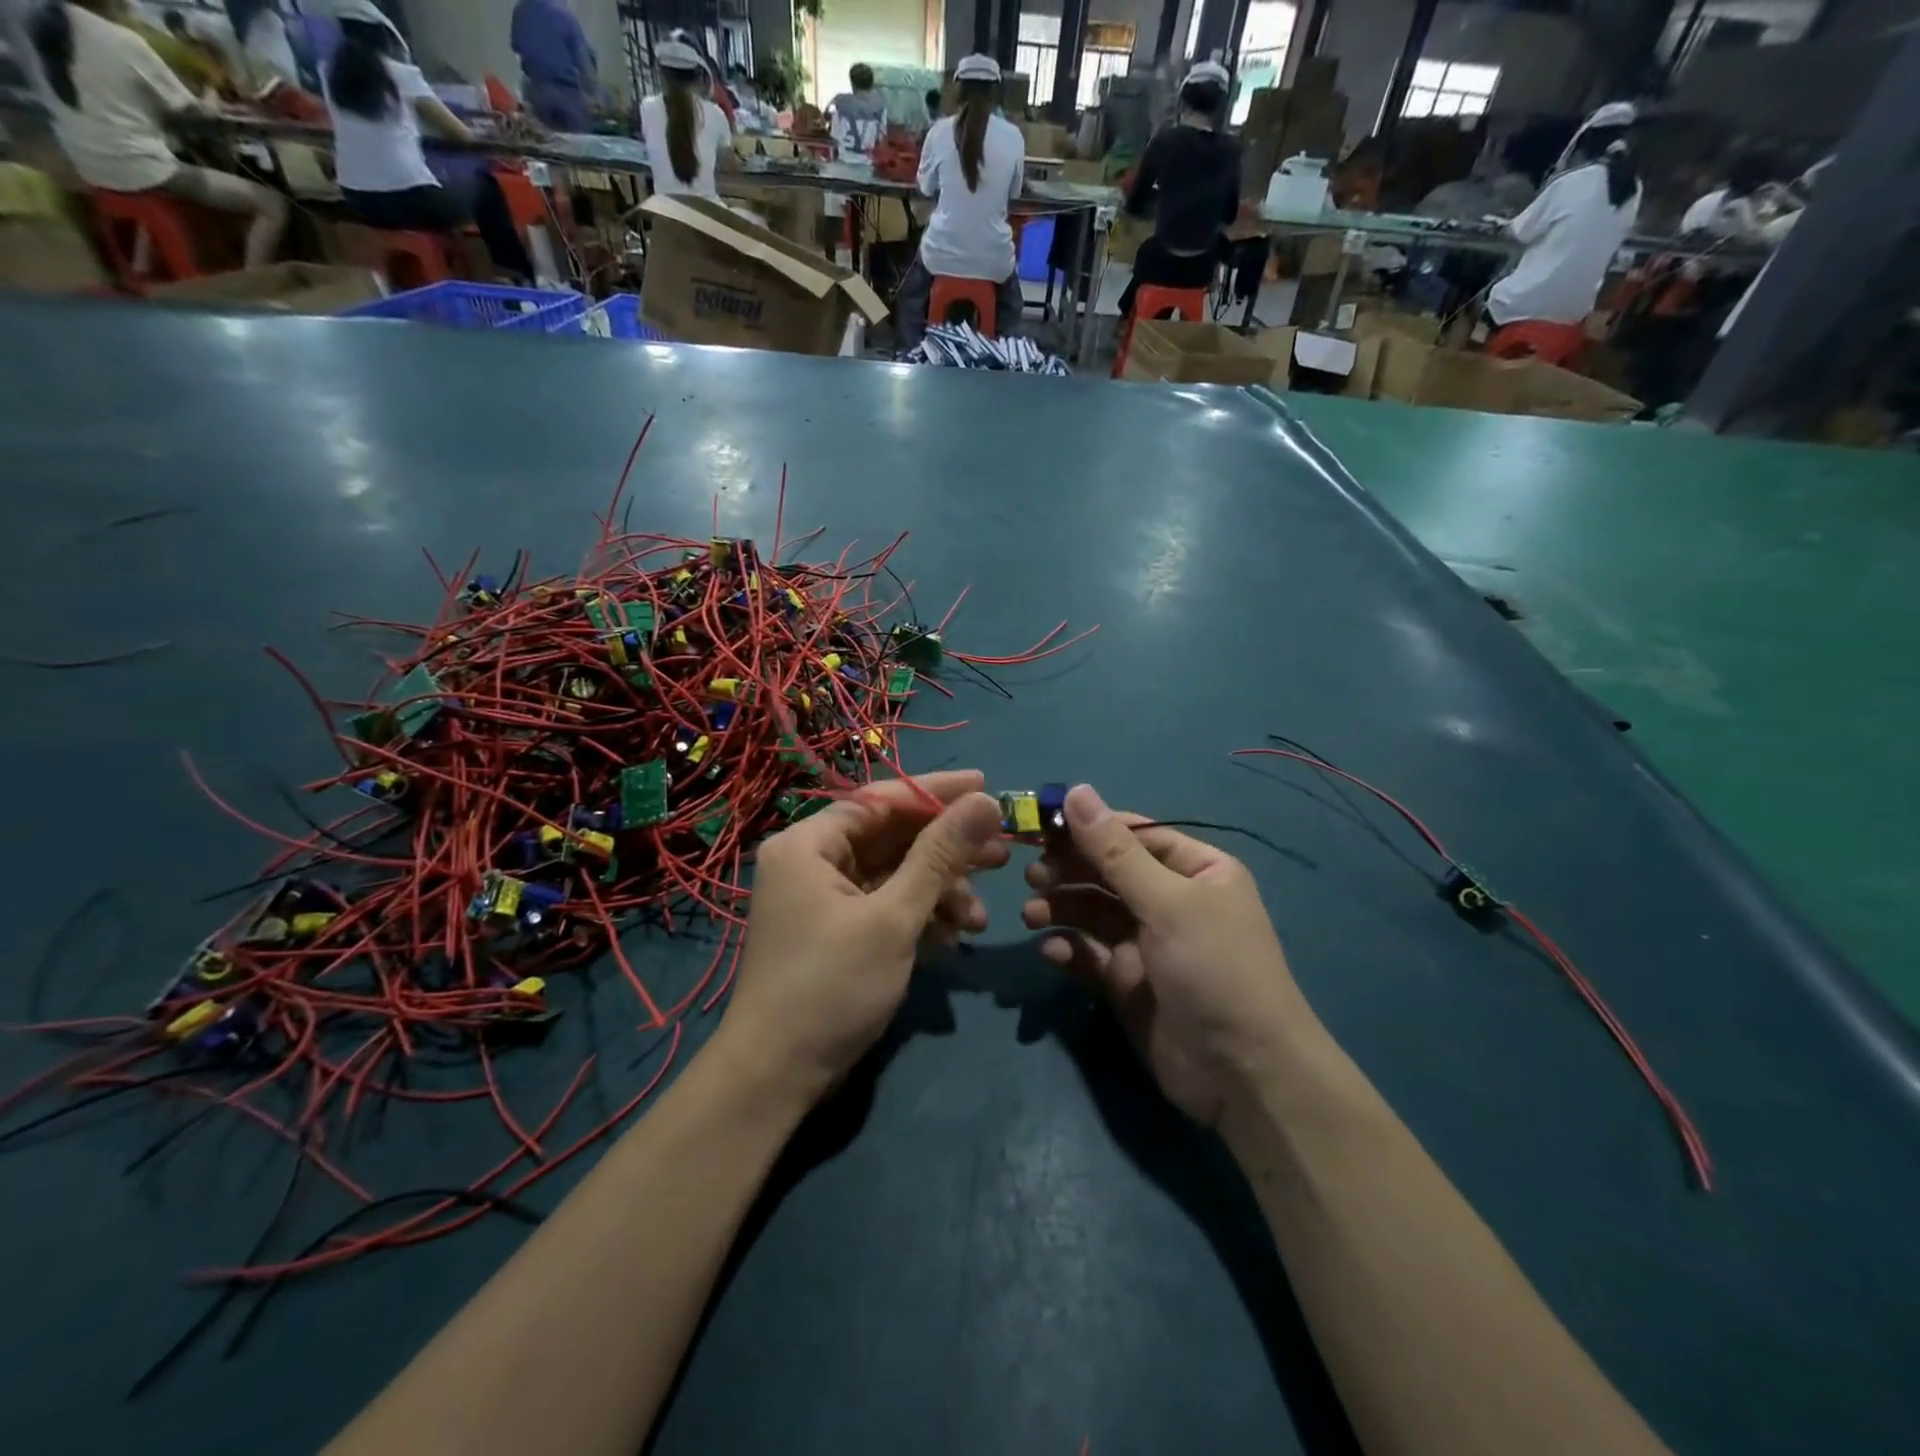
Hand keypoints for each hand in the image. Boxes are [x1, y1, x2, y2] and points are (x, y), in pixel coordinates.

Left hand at [720, 770, 1006, 1101]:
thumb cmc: (831, 986)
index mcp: (809, 844)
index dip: (936, 793)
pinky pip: (886, 906)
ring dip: (939, 891)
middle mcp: (812, 862)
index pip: (880, 800)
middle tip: (1001, 852)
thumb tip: (984, 801)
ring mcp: (824, 899)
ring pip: (894, 875)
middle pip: (891, 838)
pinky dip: (920, 916)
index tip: (986, 787)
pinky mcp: (838, 932)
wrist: (778, 1078)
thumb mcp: (893, 917)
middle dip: (946, 850)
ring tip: (980, 915)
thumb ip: (939, 855)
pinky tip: (955, 935)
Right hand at [1021, 785, 1309, 1127]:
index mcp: (1196, 870)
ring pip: (1093, 911)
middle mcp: (1171, 900)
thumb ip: (1114, 851)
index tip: (1041, 824)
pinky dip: (1068, 948)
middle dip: (1069, 869)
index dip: (1088, 826)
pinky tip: (1050, 951)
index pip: (1134, 834)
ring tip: (1032, 913)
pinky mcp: (1128, 982)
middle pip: (1108, 871)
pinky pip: (1090, 953)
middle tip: (1032, 873)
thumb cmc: (1215, 969)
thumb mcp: (1167, 903)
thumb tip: (1077, 790)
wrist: (1244, 1075)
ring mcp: (1148, 943)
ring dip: (1061, 907)